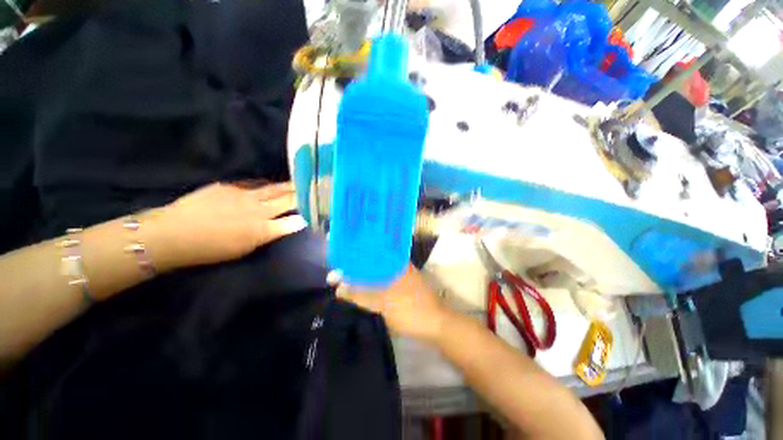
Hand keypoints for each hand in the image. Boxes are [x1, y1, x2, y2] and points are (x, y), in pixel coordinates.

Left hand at [146, 181, 306, 270]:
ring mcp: (245, 196)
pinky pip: (254, 185)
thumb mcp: (243, 249)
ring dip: (288, 187)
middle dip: (301, 196)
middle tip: (313, 191)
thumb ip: (267, 235)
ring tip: (299, 183)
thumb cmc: (210, 249)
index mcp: (262, 230)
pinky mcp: (230, 187)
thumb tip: (285, 227)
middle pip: (287, 201)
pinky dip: (265, 186)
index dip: (306, 216)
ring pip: (273, 189)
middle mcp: (259, 210)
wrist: (174, 233)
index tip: (314, 212)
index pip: (293, 221)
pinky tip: (270, 185)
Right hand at [334, 265, 450, 342]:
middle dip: (356, 265)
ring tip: (346, 278)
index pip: (370, 251)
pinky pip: (383, 279)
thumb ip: (360, 294)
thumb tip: (337, 287)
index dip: (354, 255)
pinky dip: (372, 282)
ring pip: (377, 270)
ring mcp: (401, 273)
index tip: (339, 259)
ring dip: (363, 274)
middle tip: (339, 273)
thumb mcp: (382, 303)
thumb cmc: (410, 310)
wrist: (436, 324)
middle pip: (373, 260)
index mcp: (395, 261)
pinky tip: (362, 287)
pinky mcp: (402, 284)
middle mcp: (398, 263)